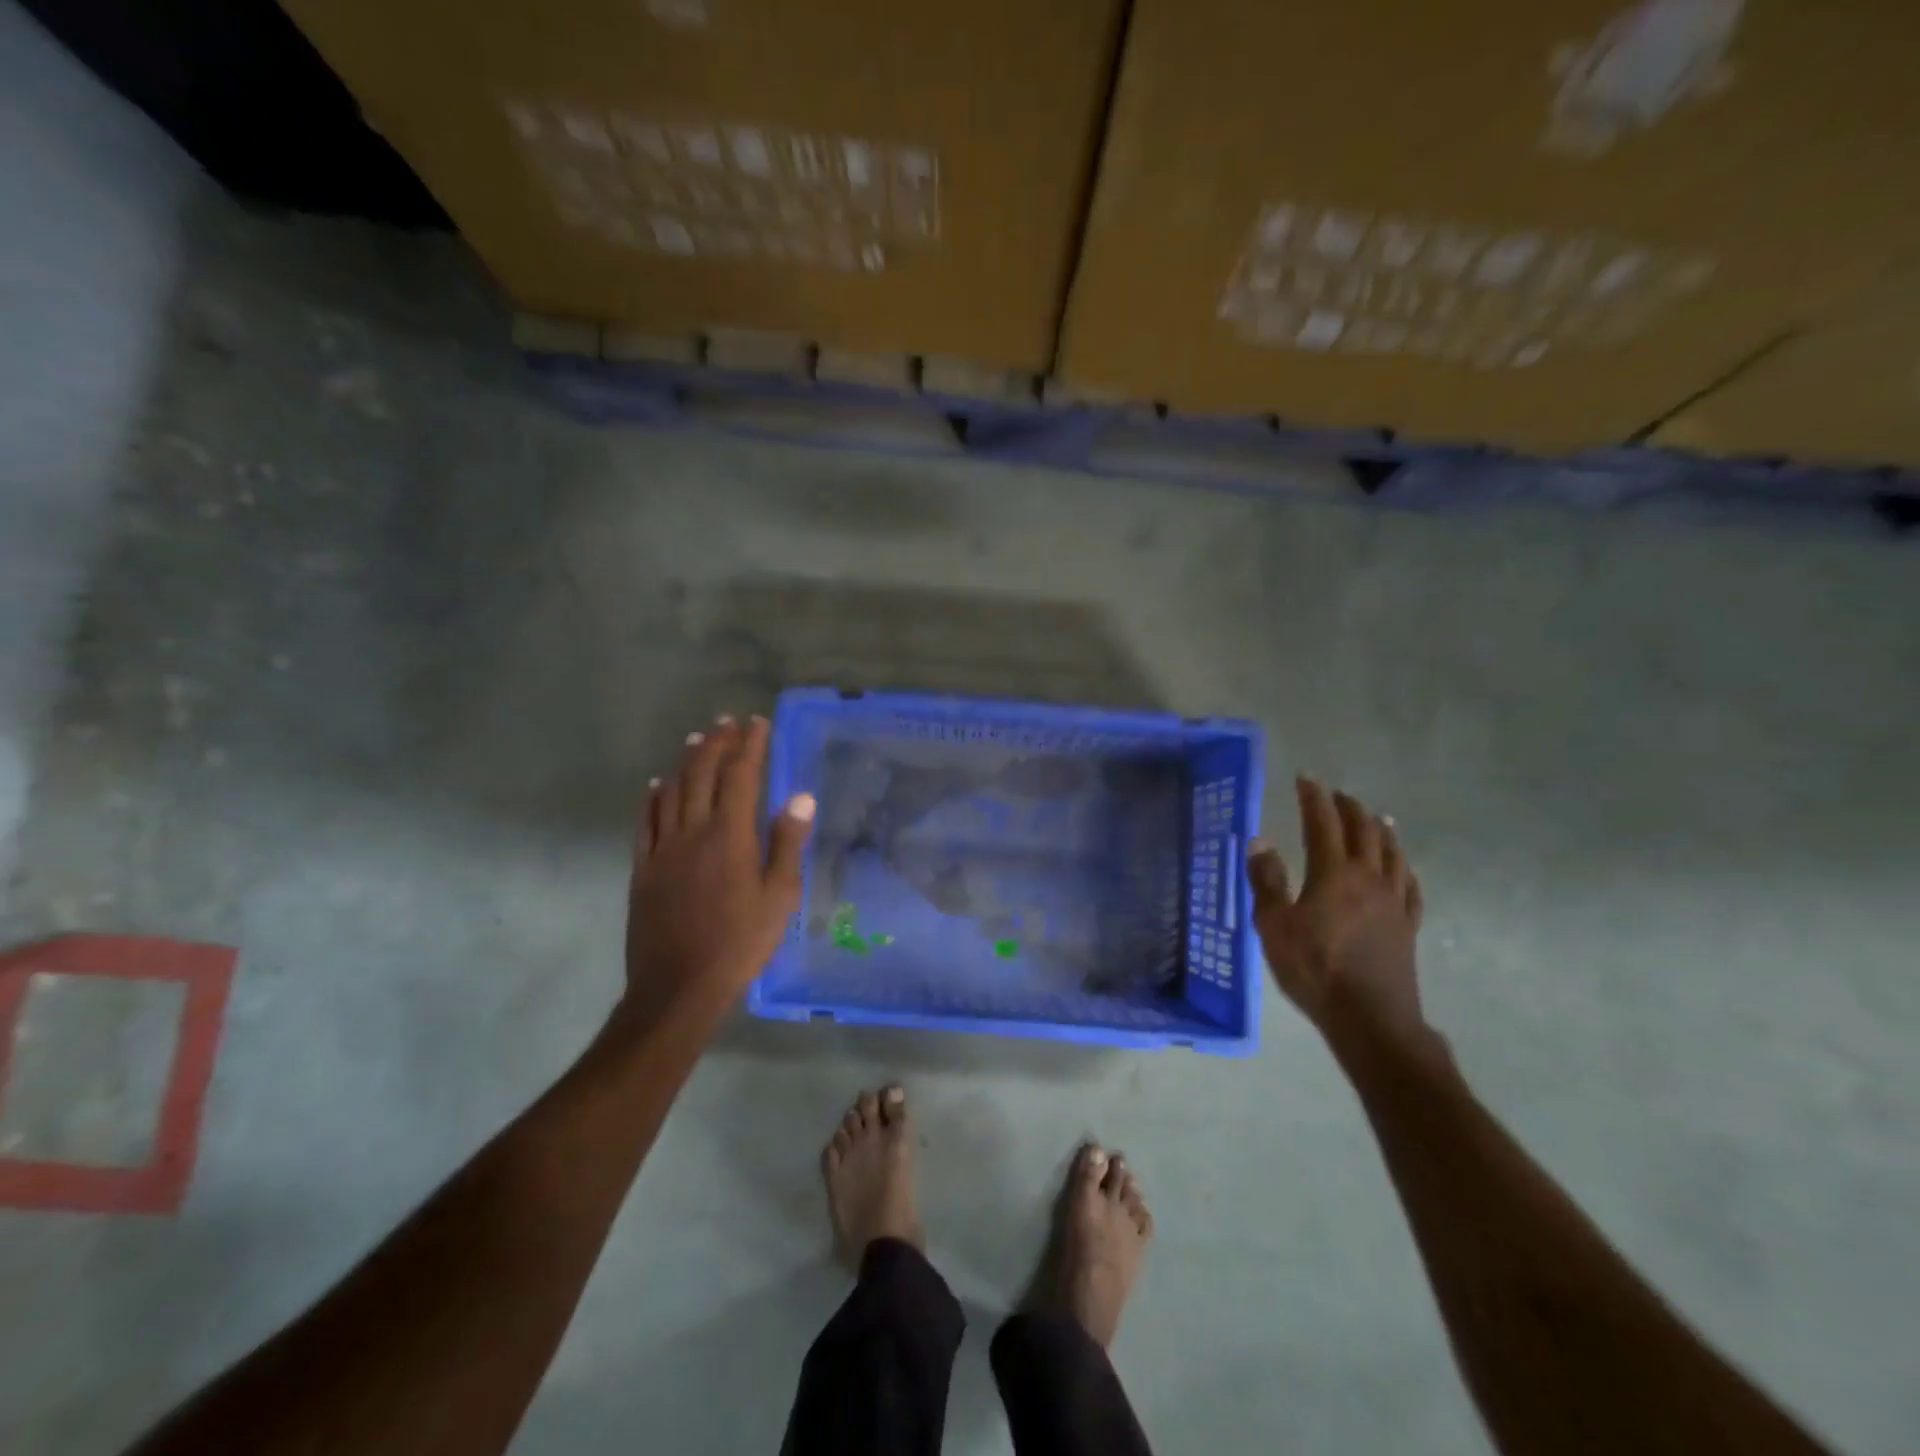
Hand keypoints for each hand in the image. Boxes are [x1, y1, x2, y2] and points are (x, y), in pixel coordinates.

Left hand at [624, 714, 813, 1021]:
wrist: (678, 985)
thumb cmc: (740, 941)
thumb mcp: (779, 896)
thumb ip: (787, 843)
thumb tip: (800, 798)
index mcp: (730, 835)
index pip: (740, 776)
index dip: (749, 746)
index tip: (757, 723)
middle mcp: (692, 831)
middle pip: (701, 774)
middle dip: (716, 743)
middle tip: (727, 723)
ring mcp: (662, 848)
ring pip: (672, 791)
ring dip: (685, 761)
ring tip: (696, 740)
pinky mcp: (643, 867)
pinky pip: (645, 821)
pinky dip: (653, 797)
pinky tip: (656, 785)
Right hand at [1248, 777, 1426, 1048]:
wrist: (1371, 1019)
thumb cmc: (1315, 969)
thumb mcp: (1274, 926)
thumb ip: (1267, 882)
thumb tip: (1260, 842)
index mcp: (1334, 873)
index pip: (1323, 822)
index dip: (1314, 797)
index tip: (1306, 778)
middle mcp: (1369, 878)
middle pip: (1364, 831)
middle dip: (1349, 808)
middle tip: (1337, 794)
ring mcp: (1393, 902)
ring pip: (1392, 854)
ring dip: (1381, 831)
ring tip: (1376, 818)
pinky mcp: (1407, 926)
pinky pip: (1410, 886)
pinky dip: (1404, 868)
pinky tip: (1402, 868)